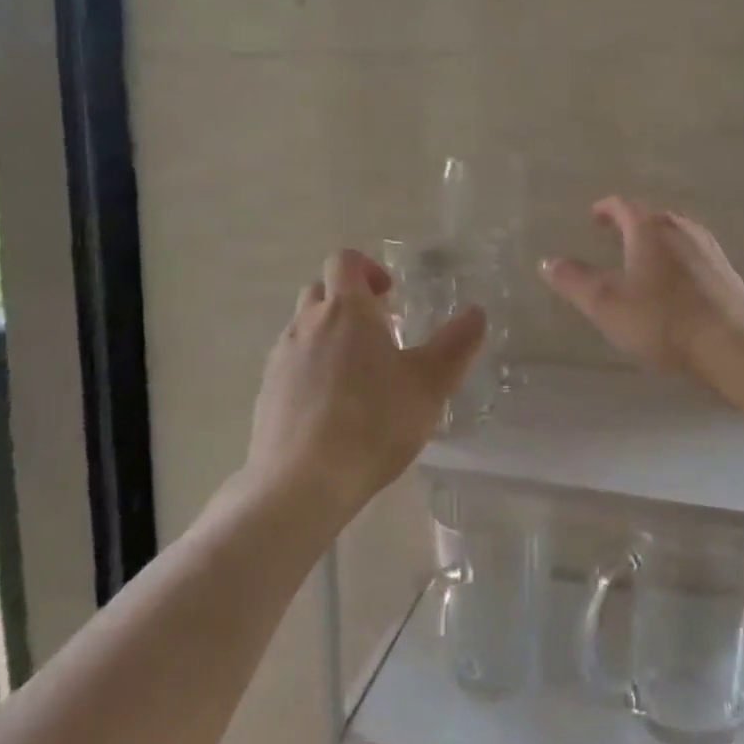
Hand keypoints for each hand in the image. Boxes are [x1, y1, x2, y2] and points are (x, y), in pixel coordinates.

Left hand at [247, 248, 486, 520]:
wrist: (302, 482)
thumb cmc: (374, 422)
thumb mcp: (430, 384)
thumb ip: (457, 344)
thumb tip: (476, 313)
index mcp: (346, 310)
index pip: (345, 261)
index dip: (368, 268)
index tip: (391, 295)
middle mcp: (307, 323)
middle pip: (321, 291)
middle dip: (350, 301)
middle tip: (381, 333)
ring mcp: (281, 357)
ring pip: (305, 328)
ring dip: (330, 336)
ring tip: (360, 375)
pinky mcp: (267, 391)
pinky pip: (292, 363)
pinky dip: (312, 369)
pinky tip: (333, 407)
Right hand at [539, 197, 743, 380]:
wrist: (735, 345)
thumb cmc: (663, 319)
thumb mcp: (606, 303)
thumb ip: (574, 281)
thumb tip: (547, 261)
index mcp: (650, 229)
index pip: (624, 206)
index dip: (606, 208)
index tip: (594, 215)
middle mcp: (681, 230)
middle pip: (653, 216)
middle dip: (631, 222)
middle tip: (614, 234)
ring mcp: (709, 250)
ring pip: (676, 234)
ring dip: (656, 239)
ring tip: (643, 256)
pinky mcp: (727, 273)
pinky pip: (694, 254)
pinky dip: (677, 258)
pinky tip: (675, 282)